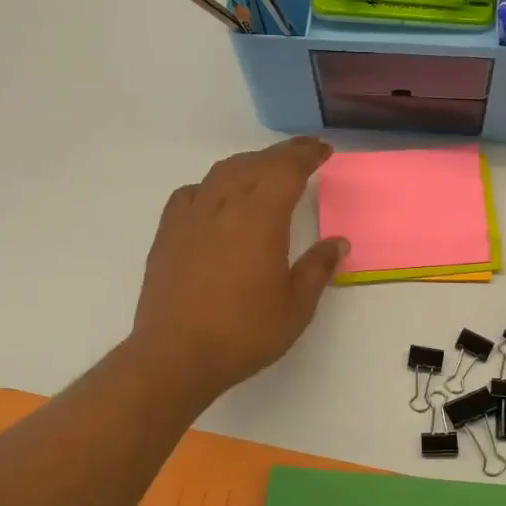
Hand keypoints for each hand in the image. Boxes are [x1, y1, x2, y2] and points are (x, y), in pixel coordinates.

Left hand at [129, 137, 347, 400]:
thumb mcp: (296, 306)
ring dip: (248, 164)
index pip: (286, 170)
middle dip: (282, 154)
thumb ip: (317, 268)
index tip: (322, 150)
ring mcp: (191, 217)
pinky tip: (215, 199)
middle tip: (302, 154)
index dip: (306, 154)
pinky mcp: (168, 233)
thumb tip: (337, 242)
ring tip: (264, 170)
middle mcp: (224, 206)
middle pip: (255, 164)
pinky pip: (191, 193)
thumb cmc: (244, 333)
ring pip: (222, 173)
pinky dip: (211, 186)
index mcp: (260, 218)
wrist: (176, 355)